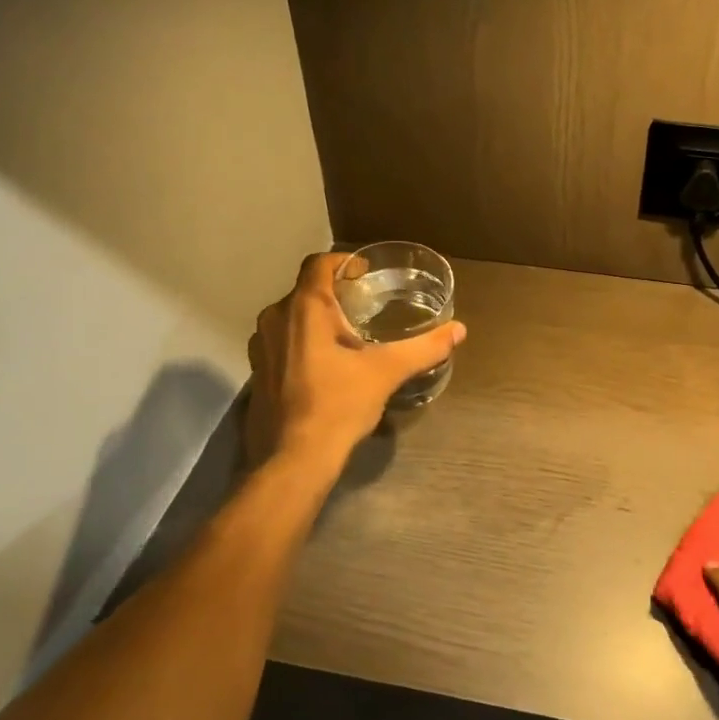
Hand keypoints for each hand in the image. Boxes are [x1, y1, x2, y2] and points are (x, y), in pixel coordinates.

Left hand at [245, 252, 465, 469]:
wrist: (295, 458)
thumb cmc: (340, 404)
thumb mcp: (387, 372)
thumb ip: (424, 348)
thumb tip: (459, 330)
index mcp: (305, 308)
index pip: (319, 263)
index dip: (344, 261)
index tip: (366, 273)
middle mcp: (276, 319)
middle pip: (305, 290)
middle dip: (334, 293)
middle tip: (364, 305)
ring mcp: (262, 347)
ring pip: (291, 317)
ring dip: (317, 318)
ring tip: (347, 334)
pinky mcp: (259, 372)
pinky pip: (283, 342)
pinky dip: (303, 342)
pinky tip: (326, 364)